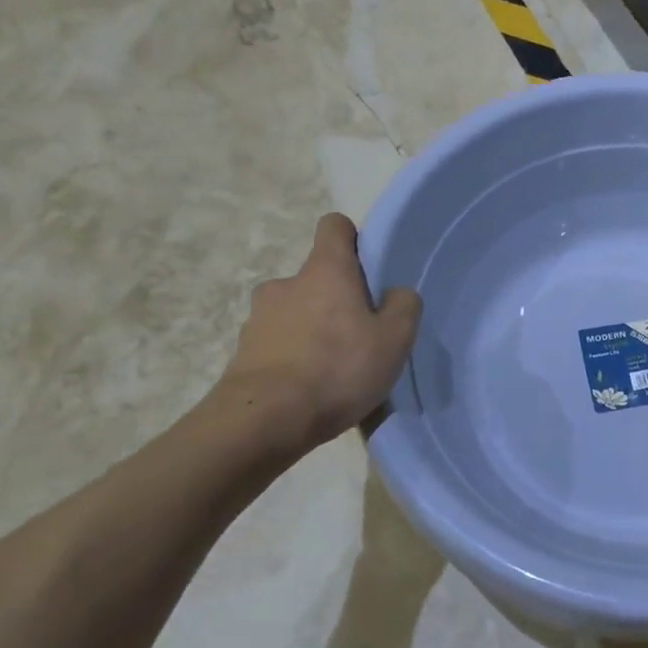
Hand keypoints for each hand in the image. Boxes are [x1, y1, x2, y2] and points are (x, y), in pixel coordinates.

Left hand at [211, 213, 421, 455]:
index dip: (353, 239)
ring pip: (295, 312)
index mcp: (325, 271)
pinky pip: (278, 344)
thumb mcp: (395, 339)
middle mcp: (286, 284)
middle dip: (336, 298)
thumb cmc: (337, 368)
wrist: (263, 421)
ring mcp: (258, 318)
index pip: (334, 226)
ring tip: (334, 368)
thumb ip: (404, 306)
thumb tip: (396, 293)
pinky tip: (310, 388)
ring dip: (313, 329)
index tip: (368, 267)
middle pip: (316, 277)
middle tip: (359, 333)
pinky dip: (293, 357)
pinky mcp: (243, 352)